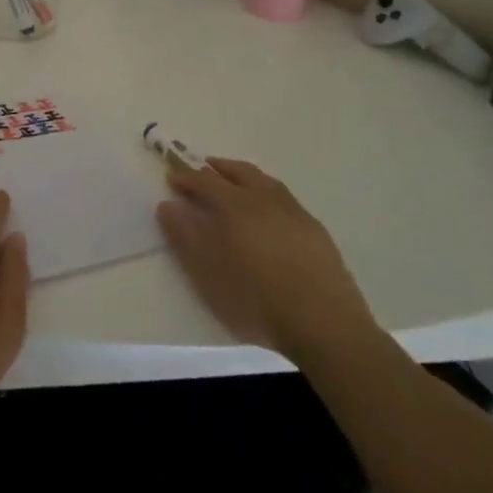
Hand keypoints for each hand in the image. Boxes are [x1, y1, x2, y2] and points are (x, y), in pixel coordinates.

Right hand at [157, 155, 377, 362]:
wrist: (324, 325)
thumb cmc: (256, 299)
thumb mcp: (208, 272)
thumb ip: (185, 236)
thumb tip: (168, 205)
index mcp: (236, 205)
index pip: (205, 181)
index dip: (186, 178)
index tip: (172, 178)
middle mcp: (265, 199)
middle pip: (239, 172)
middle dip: (218, 168)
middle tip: (203, 169)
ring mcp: (294, 212)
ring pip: (265, 181)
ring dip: (244, 175)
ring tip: (234, 182)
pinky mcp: (315, 229)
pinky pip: (284, 197)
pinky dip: (267, 192)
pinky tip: (268, 210)